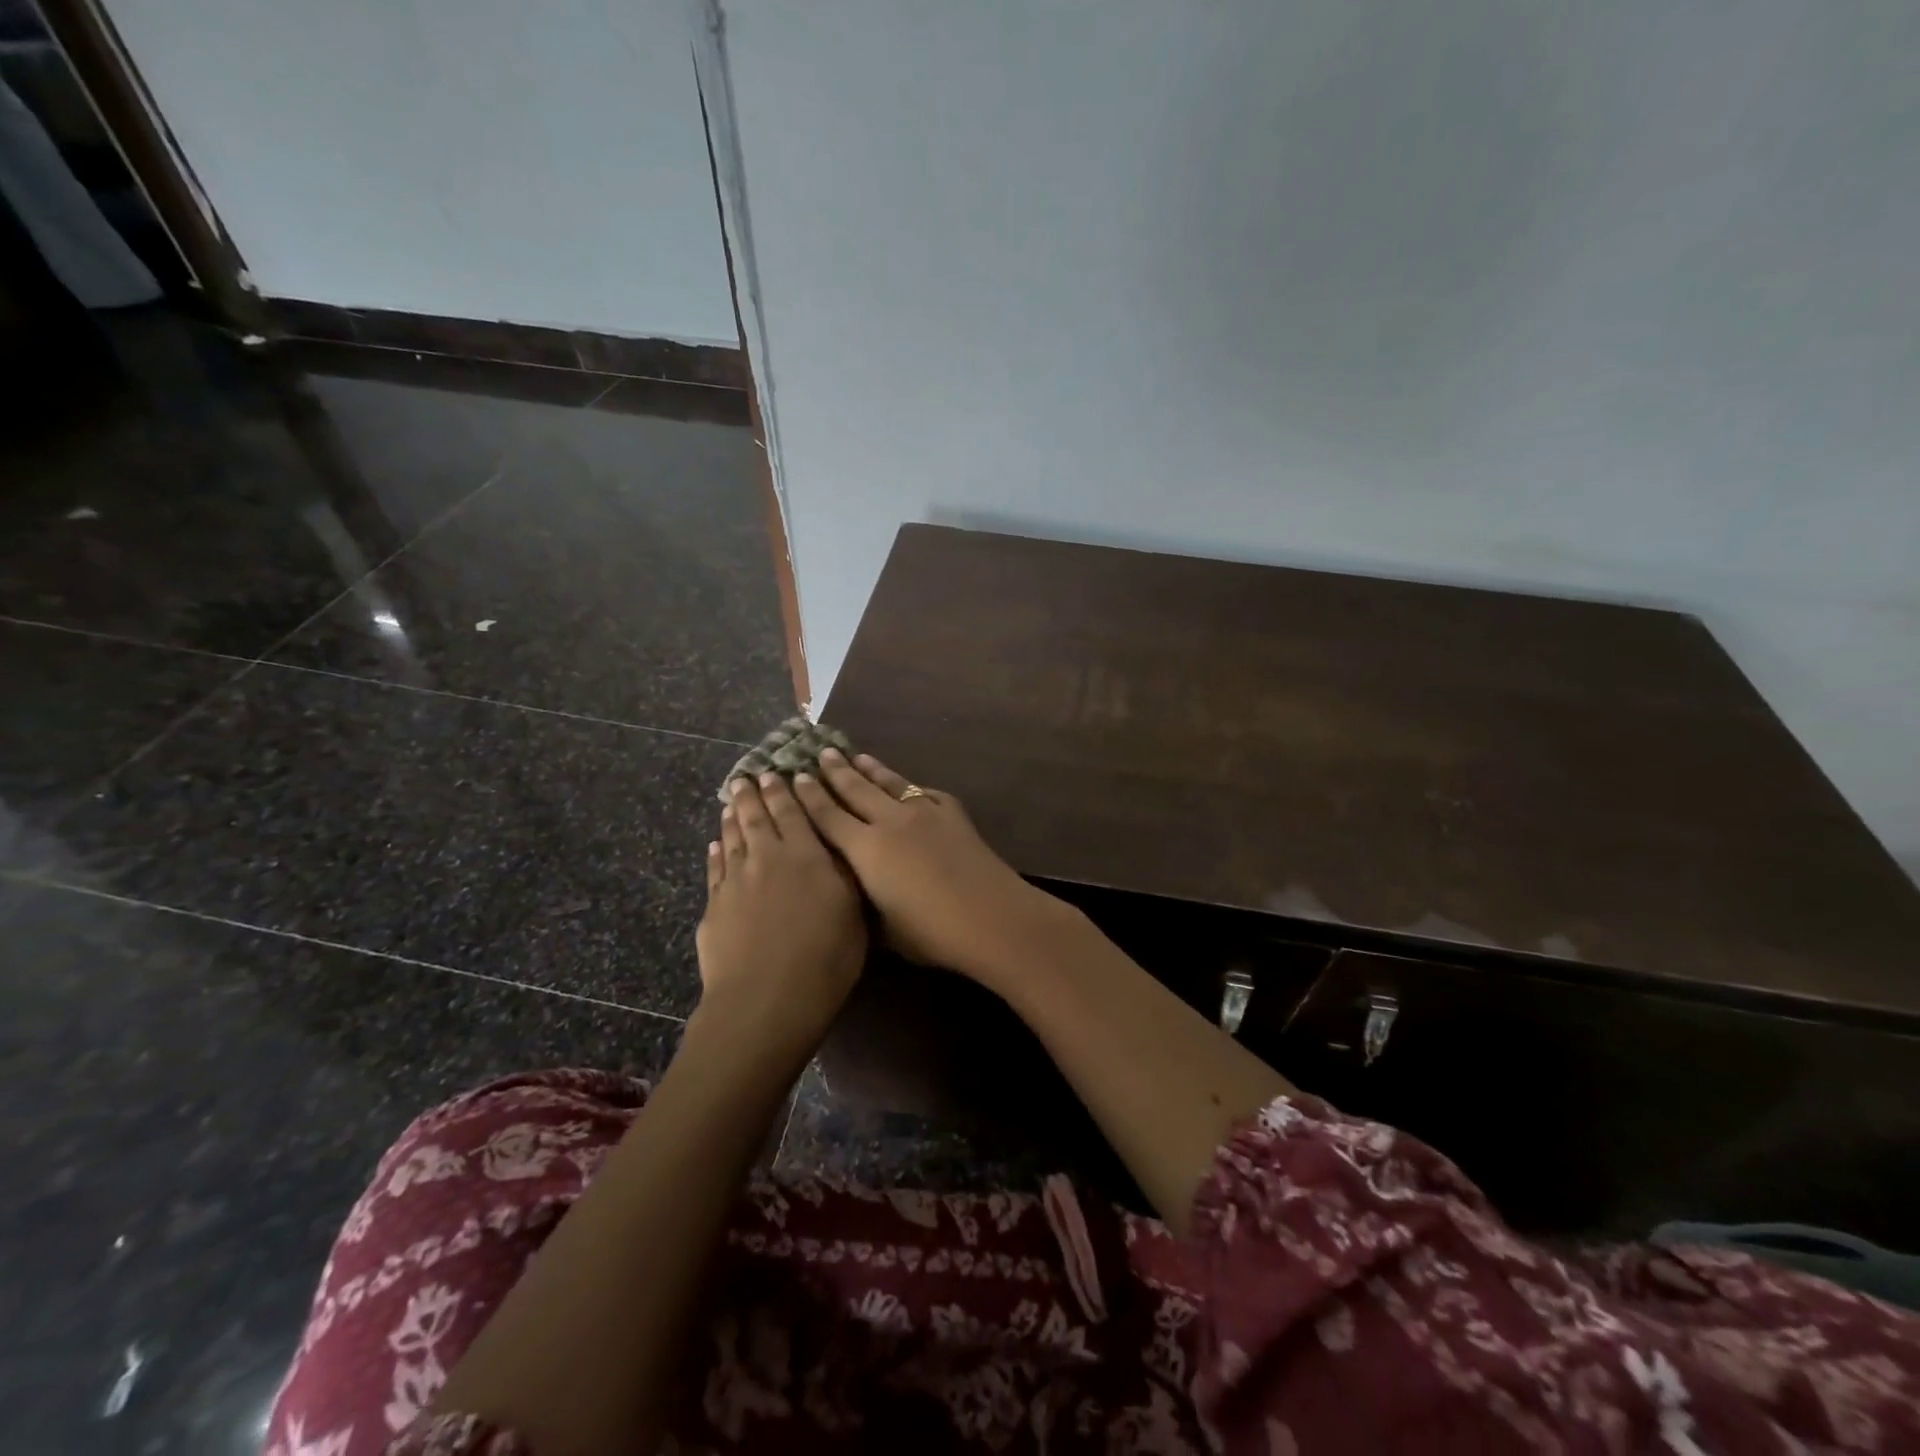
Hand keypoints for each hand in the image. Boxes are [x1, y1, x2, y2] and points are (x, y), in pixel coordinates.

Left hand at [694, 773, 867, 1050]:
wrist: (766, 1001)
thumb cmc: (826, 958)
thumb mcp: (853, 912)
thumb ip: (843, 874)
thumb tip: (836, 847)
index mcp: (806, 855)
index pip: (793, 812)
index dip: (785, 791)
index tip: (777, 772)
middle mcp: (767, 858)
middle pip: (756, 818)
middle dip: (753, 794)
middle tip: (747, 776)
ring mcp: (736, 882)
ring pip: (732, 839)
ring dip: (732, 817)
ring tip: (731, 801)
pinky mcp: (714, 907)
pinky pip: (715, 870)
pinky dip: (716, 853)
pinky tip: (715, 846)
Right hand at [790, 750, 1064, 981]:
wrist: (991, 916)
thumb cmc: (931, 933)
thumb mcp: (883, 927)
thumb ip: (864, 899)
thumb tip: (855, 886)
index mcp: (866, 850)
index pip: (828, 817)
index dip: (810, 796)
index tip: (796, 776)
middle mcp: (890, 821)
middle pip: (855, 789)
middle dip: (835, 771)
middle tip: (819, 752)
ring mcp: (923, 812)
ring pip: (889, 783)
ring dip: (869, 768)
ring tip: (855, 755)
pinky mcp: (951, 812)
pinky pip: (922, 792)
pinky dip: (907, 786)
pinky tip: (905, 784)